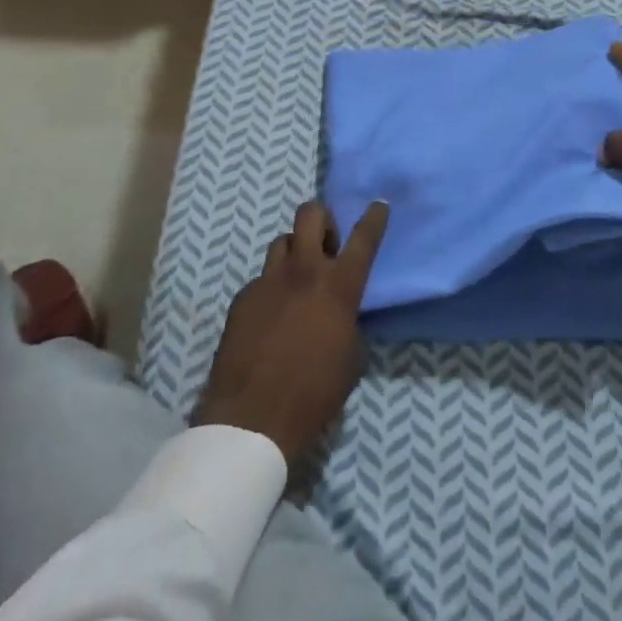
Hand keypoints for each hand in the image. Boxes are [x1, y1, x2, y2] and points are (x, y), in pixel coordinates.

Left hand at [193, 200, 389, 477]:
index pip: (364, 237)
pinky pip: (262, 278)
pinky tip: (271, 316)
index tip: (379, 203)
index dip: (374, 217)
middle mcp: (304, 271)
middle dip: (322, 220)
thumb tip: (342, 311)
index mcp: (339, 286)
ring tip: (298, 279)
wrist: (253, 417)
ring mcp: (269, 280)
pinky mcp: (243, 297)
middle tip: (327, 246)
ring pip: (283, 241)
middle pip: (311, 214)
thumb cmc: (315, 392)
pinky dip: (272, 288)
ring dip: (295, 251)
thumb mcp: (351, 356)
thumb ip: (349, 320)